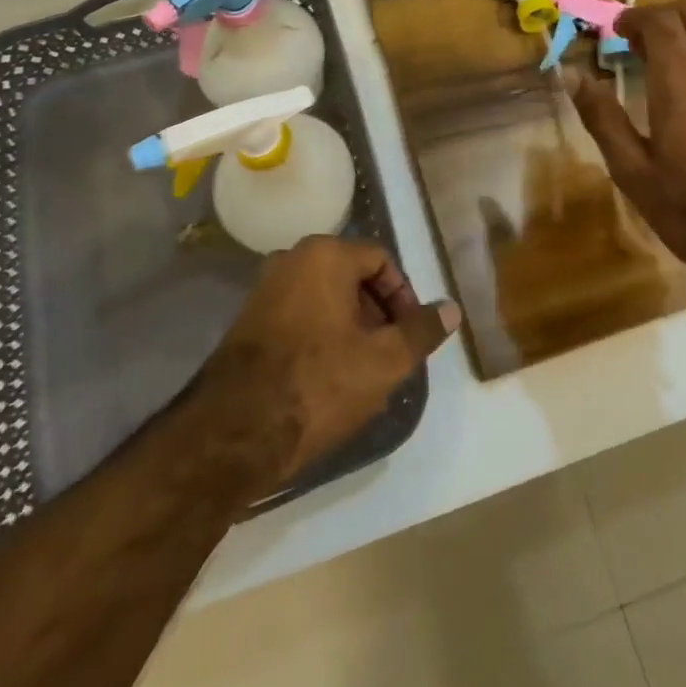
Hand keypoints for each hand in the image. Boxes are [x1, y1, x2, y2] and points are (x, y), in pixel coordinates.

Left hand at [195, 237, 458, 488]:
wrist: (234, 432)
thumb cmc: (317, 384)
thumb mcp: (384, 361)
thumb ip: (421, 331)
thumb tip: (451, 309)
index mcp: (325, 255)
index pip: (380, 260)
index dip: (404, 296)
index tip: (411, 335)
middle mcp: (291, 259)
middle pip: (351, 276)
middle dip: (377, 313)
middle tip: (390, 355)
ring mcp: (265, 289)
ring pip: (325, 298)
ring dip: (350, 328)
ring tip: (362, 372)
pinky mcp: (248, 321)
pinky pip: (299, 316)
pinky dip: (320, 336)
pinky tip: (326, 379)